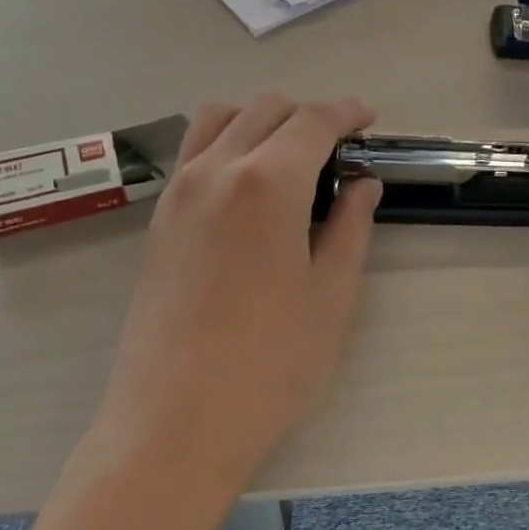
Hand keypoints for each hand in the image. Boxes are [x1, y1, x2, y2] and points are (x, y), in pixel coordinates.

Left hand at [100, 95, 382, 472]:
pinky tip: (250, 189)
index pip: (312, 121)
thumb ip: (350, 225)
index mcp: (267, 183)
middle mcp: (216, 170)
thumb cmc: (270, 362)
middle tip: (339, 150)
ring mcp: (179, 192)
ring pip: (220, 119)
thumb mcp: (331, 294)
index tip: (369, 119)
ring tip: (290, 159)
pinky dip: (228, 144)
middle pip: (265, 109)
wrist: (175, 420)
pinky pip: (194, 152)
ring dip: (261, 121)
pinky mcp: (159, 219)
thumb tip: (362, 184)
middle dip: (308, 115)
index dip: (347, 112)